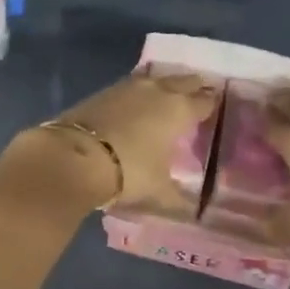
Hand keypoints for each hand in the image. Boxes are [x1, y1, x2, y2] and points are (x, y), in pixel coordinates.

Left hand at [0, 70, 218, 216]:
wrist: (74, 157)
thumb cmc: (128, 172)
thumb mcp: (158, 191)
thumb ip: (178, 198)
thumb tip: (192, 210)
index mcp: (178, 110)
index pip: (203, 102)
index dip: (211, 105)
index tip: (215, 108)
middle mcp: (156, 91)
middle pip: (181, 81)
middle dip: (192, 86)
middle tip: (198, 93)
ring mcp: (127, 87)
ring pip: (154, 78)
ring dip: (163, 83)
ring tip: (167, 93)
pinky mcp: (102, 91)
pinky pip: (130, 86)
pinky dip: (138, 92)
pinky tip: (136, 101)